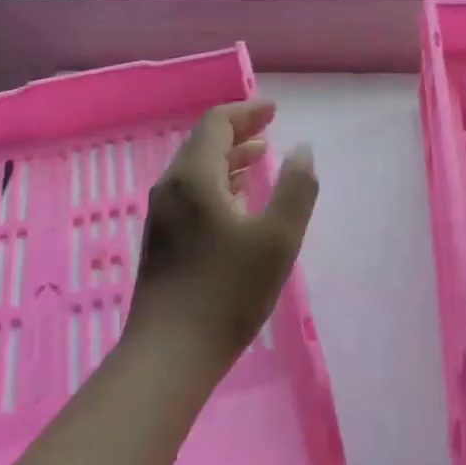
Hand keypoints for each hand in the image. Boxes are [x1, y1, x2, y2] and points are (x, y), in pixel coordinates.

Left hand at [126, 99, 317, 372]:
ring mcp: (163, 216)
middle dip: (238, 132)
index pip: (217, 123)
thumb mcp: (277, 238)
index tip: (274, 110)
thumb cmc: (227, 292)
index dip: (247, 111)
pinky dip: (219, 184)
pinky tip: (238, 202)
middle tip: (270, 129)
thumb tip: (303, 149)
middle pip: (204, 144)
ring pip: (197, 171)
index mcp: (194, 177)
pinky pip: (192, 194)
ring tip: (260, 159)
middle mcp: (171, 188)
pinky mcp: (162, 241)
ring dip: (229, 159)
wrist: (169, 354)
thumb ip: (296, 188)